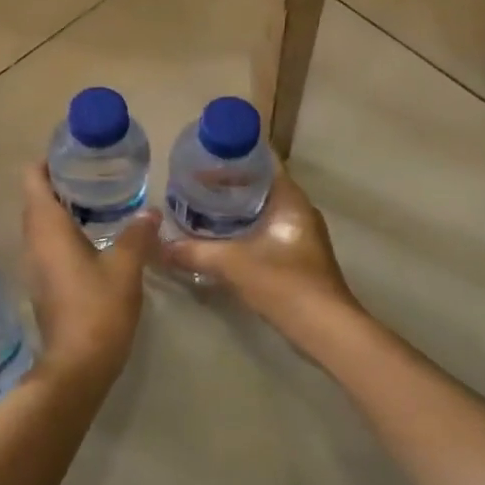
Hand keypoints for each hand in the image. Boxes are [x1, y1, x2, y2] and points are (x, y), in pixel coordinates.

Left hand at [21, 165, 160, 386]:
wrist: (77, 366)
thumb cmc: (98, 309)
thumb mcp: (125, 267)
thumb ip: (137, 234)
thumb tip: (149, 211)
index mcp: (47, 228)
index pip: (32, 179)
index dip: (47, 161)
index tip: (74, 154)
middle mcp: (33, 241)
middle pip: (36, 198)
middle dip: (60, 181)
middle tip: (95, 172)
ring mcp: (34, 265)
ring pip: (42, 223)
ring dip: (63, 207)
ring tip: (98, 198)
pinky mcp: (43, 283)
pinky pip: (48, 244)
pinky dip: (65, 232)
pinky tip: (95, 236)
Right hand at [161, 171, 357, 335]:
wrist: (325, 329)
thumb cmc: (284, 283)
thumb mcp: (232, 264)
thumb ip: (195, 252)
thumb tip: (160, 246)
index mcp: (290, 199)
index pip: (263, 161)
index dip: (235, 155)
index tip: (205, 155)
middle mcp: (299, 211)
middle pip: (260, 185)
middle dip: (229, 183)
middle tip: (194, 182)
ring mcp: (300, 235)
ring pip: (262, 210)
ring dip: (235, 209)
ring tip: (201, 207)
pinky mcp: (297, 257)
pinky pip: (265, 231)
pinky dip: (243, 230)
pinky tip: (219, 239)